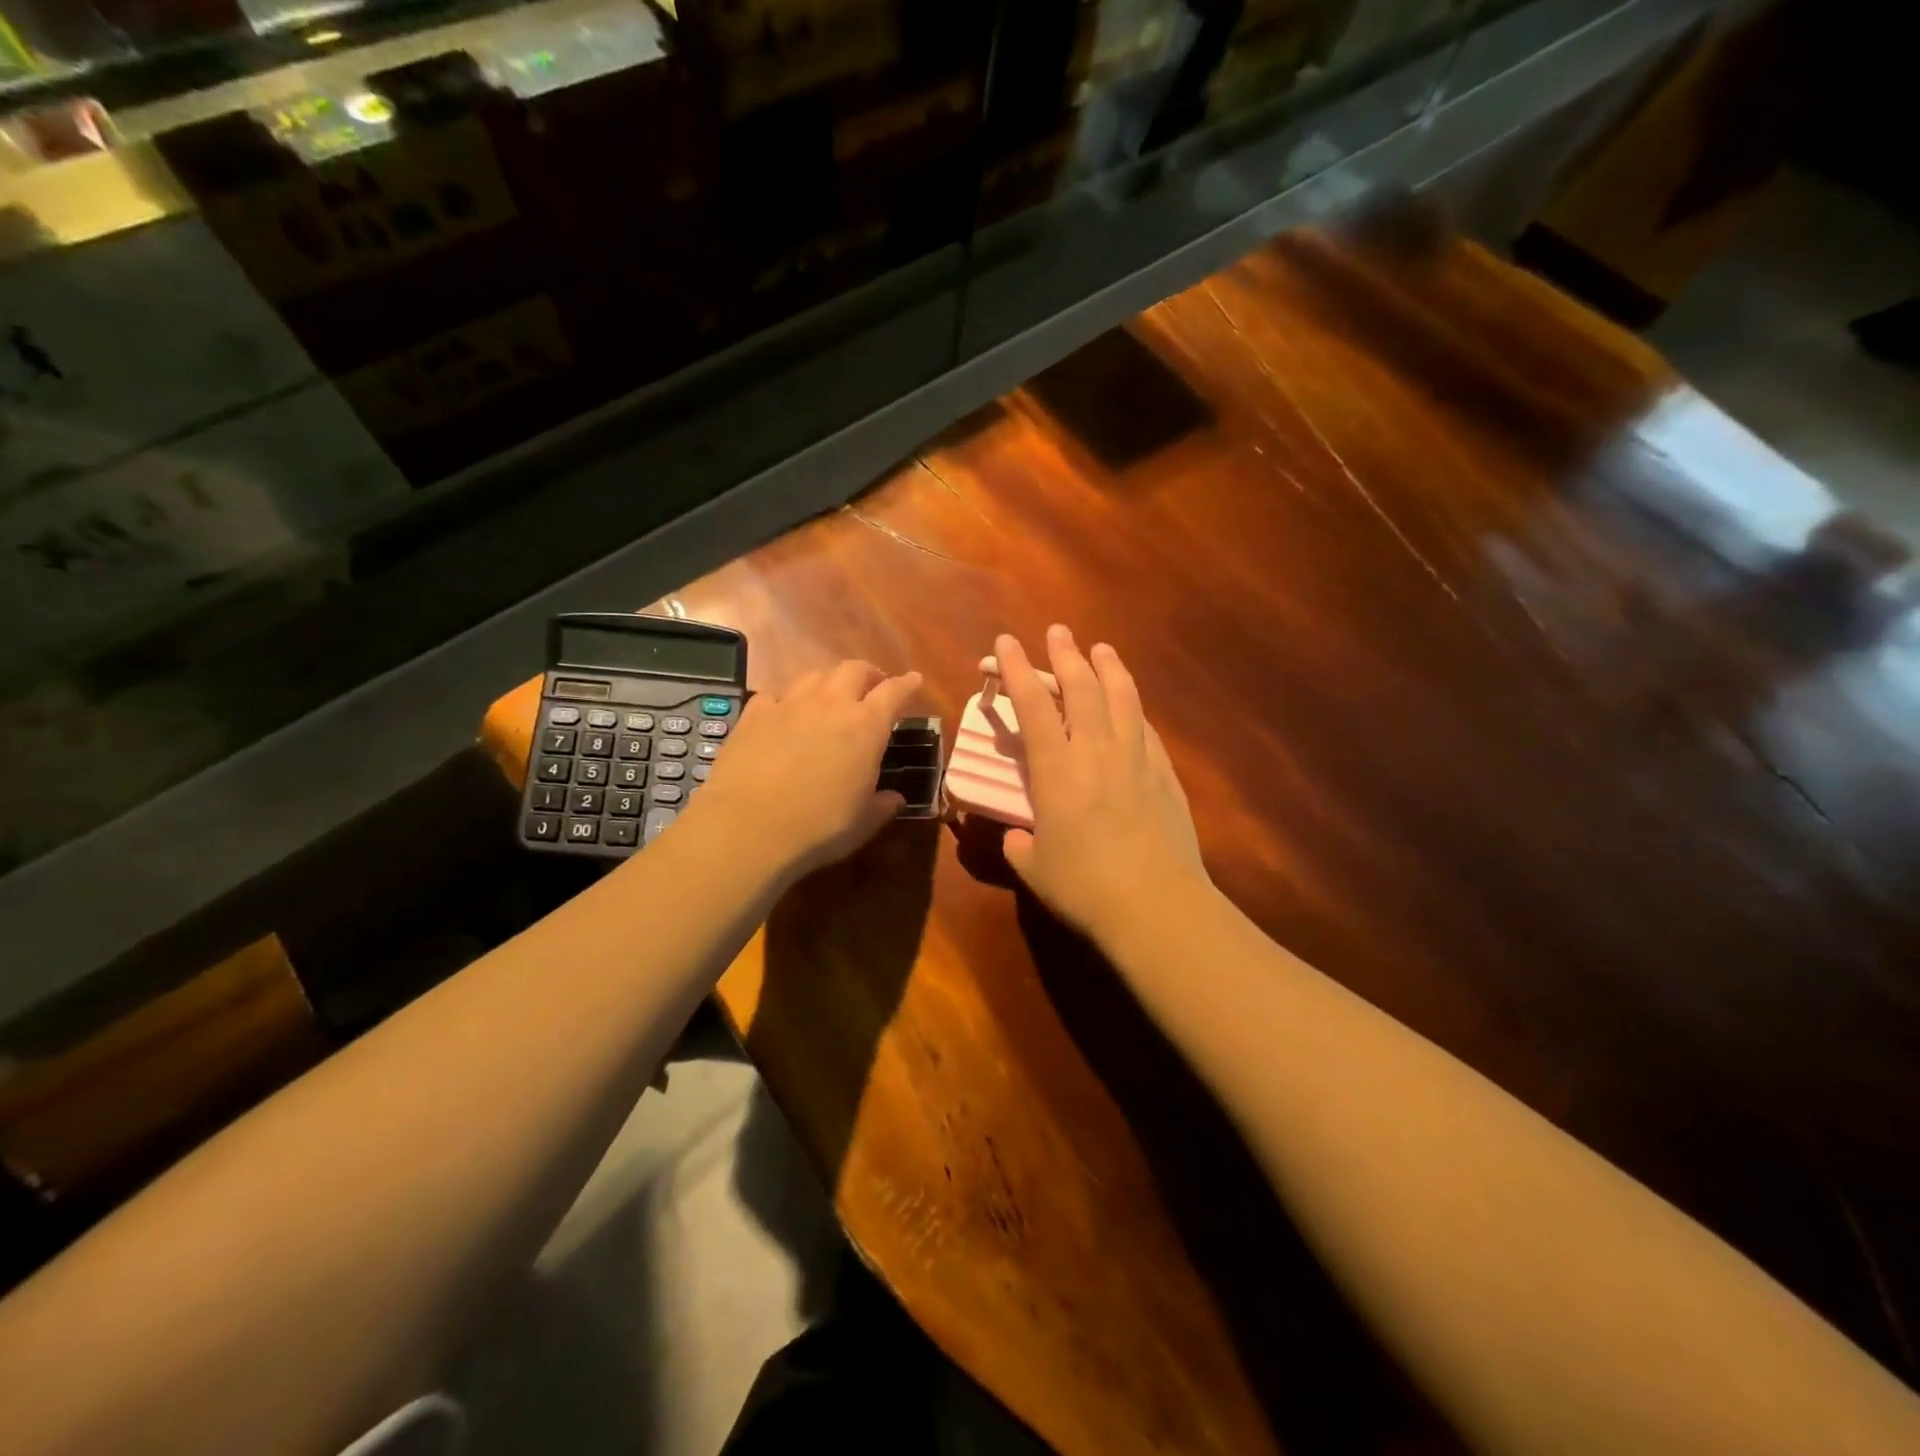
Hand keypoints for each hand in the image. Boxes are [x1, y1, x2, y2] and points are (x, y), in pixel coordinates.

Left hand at [689, 660, 922, 885]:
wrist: (748, 827)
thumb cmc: (819, 827)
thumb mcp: (863, 823)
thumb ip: (882, 806)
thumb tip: (895, 799)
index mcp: (866, 726)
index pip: (894, 692)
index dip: (907, 684)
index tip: (915, 680)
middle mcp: (830, 704)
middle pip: (854, 670)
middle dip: (868, 674)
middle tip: (873, 686)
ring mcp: (789, 705)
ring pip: (814, 676)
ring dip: (828, 682)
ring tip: (830, 697)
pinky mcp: (753, 715)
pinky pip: (775, 695)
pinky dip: (785, 701)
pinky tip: (783, 715)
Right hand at [996, 626, 1209, 943]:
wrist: (1156, 905)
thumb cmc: (1085, 888)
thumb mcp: (1035, 868)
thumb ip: (1020, 845)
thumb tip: (1018, 836)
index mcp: (1056, 771)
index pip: (1033, 706)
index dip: (1017, 670)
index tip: (1008, 642)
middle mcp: (1096, 751)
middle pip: (1081, 688)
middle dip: (1065, 655)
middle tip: (1058, 631)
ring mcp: (1136, 758)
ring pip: (1122, 697)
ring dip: (1107, 667)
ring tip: (1100, 648)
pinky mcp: (1164, 773)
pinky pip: (1145, 726)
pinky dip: (1133, 706)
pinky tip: (1130, 703)